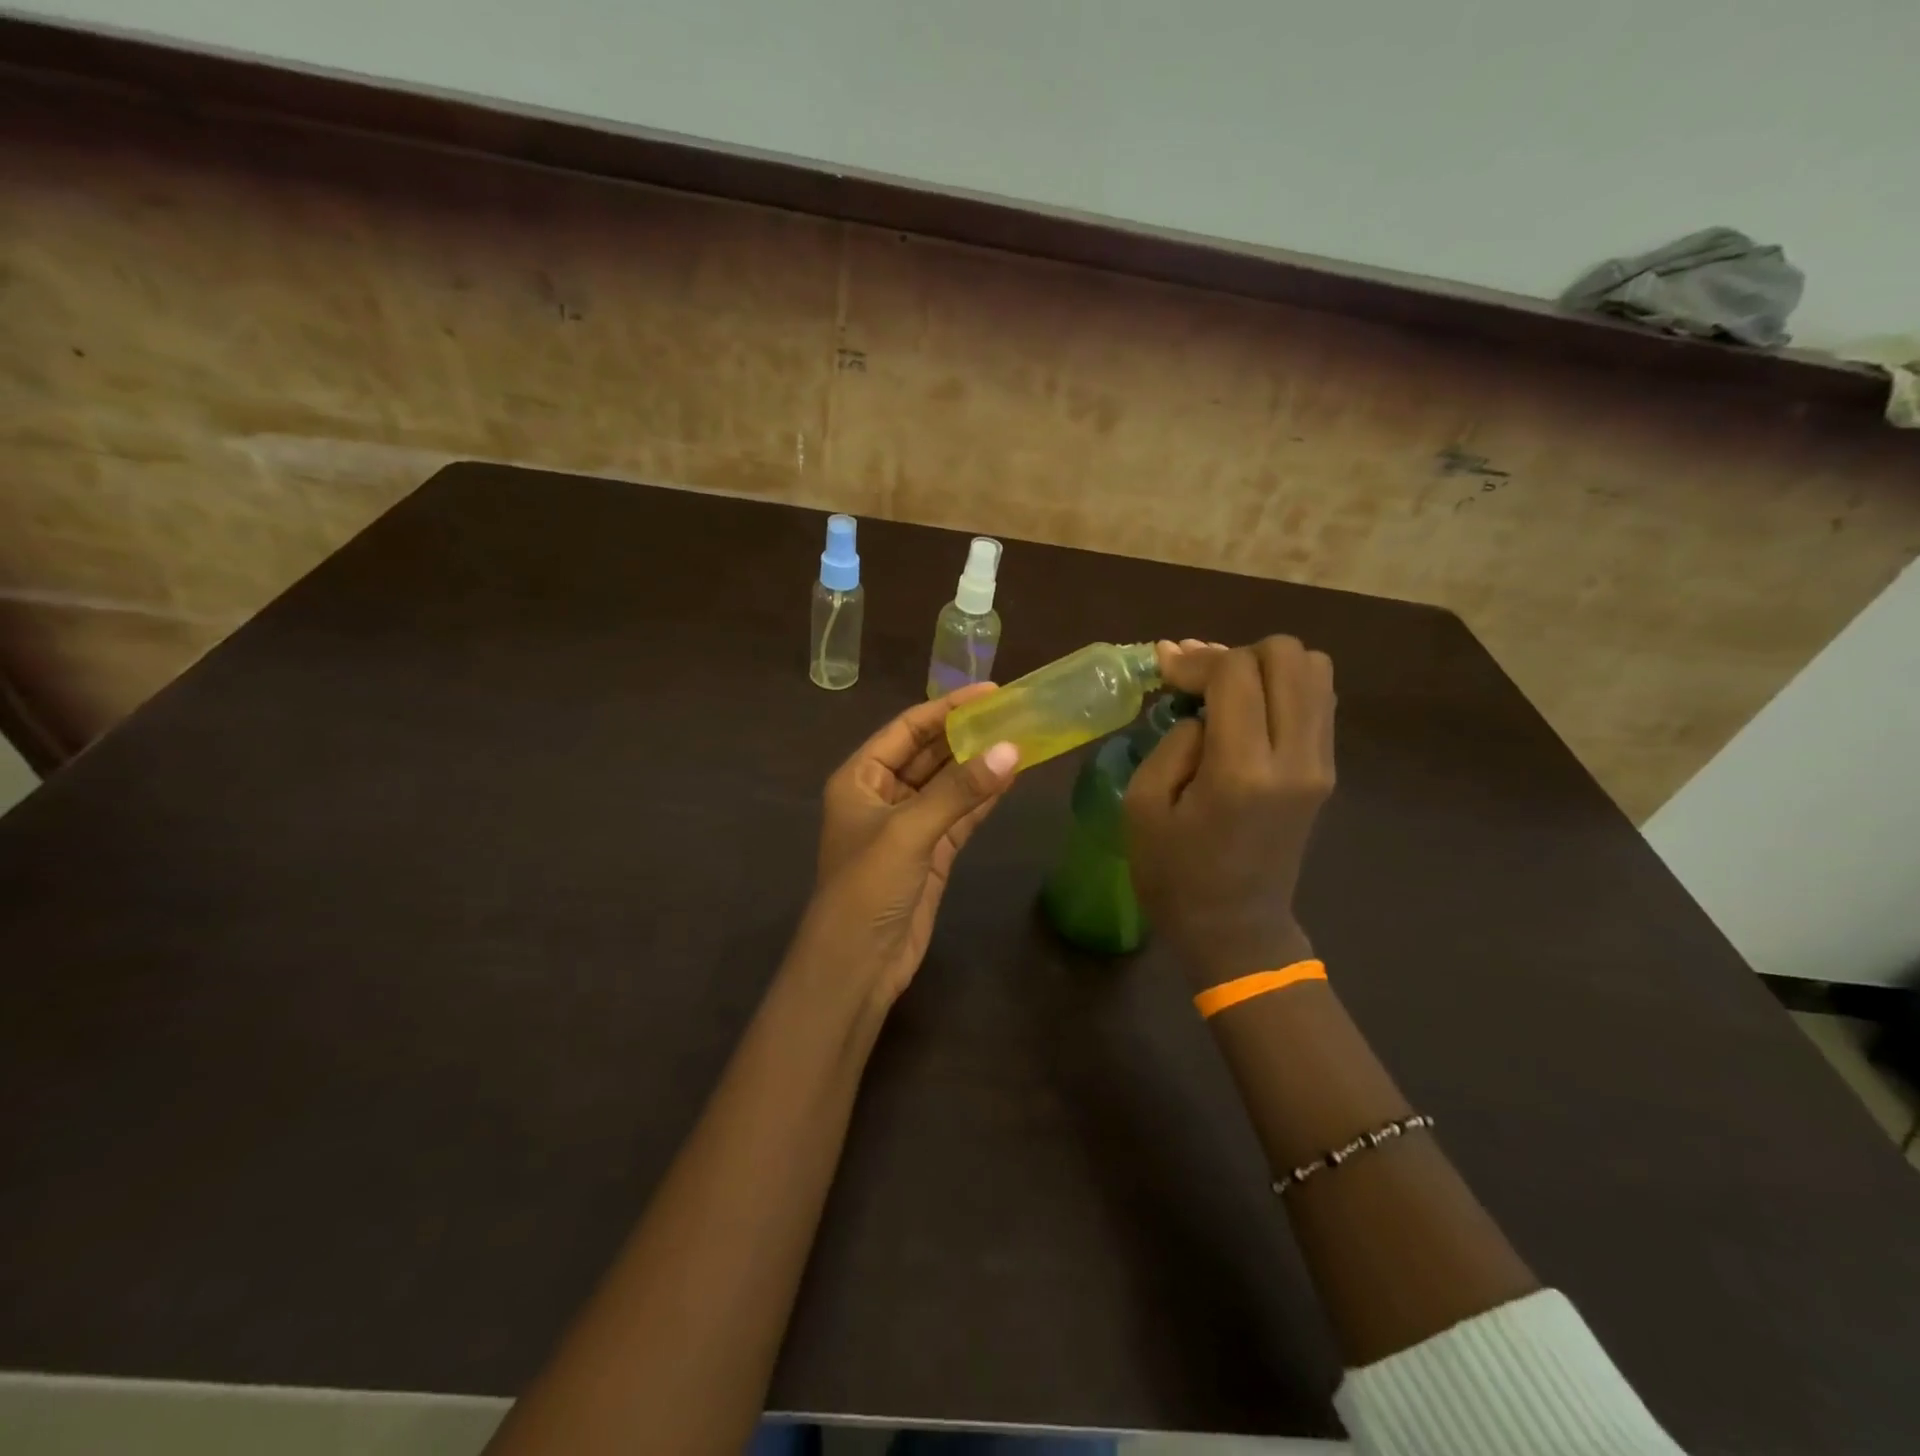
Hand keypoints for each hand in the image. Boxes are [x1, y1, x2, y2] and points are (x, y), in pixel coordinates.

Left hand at [793, 686, 1019, 1005]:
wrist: (857, 964)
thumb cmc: (867, 887)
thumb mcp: (909, 831)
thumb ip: (959, 790)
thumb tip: (1012, 750)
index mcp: (860, 778)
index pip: (906, 730)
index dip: (946, 709)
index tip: (989, 691)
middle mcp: (882, 796)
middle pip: (929, 754)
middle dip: (967, 735)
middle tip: (1014, 713)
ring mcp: (908, 826)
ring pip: (948, 785)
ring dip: (979, 766)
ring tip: (1021, 738)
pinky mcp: (930, 853)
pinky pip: (959, 816)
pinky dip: (983, 799)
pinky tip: (1011, 778)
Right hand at [1127, 637, 1335, 988]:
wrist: (1234, 928)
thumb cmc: (1174, 874)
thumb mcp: (1143, 805)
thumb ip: (1173, 741)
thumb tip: (1202, 709)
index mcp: (1242, 770)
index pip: (1236, 671)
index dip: (1196, 660)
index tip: (1163, 670)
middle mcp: (1295, 758)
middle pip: (1287, 655)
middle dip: (1235, 654)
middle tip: (1198, 682)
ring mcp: (1320, 764)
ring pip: (1314, 669)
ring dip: (1265, 667)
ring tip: (1225, 690)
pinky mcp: (1325, 771)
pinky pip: (1318, 700)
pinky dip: (1284, 687)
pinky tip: (1247, 708)